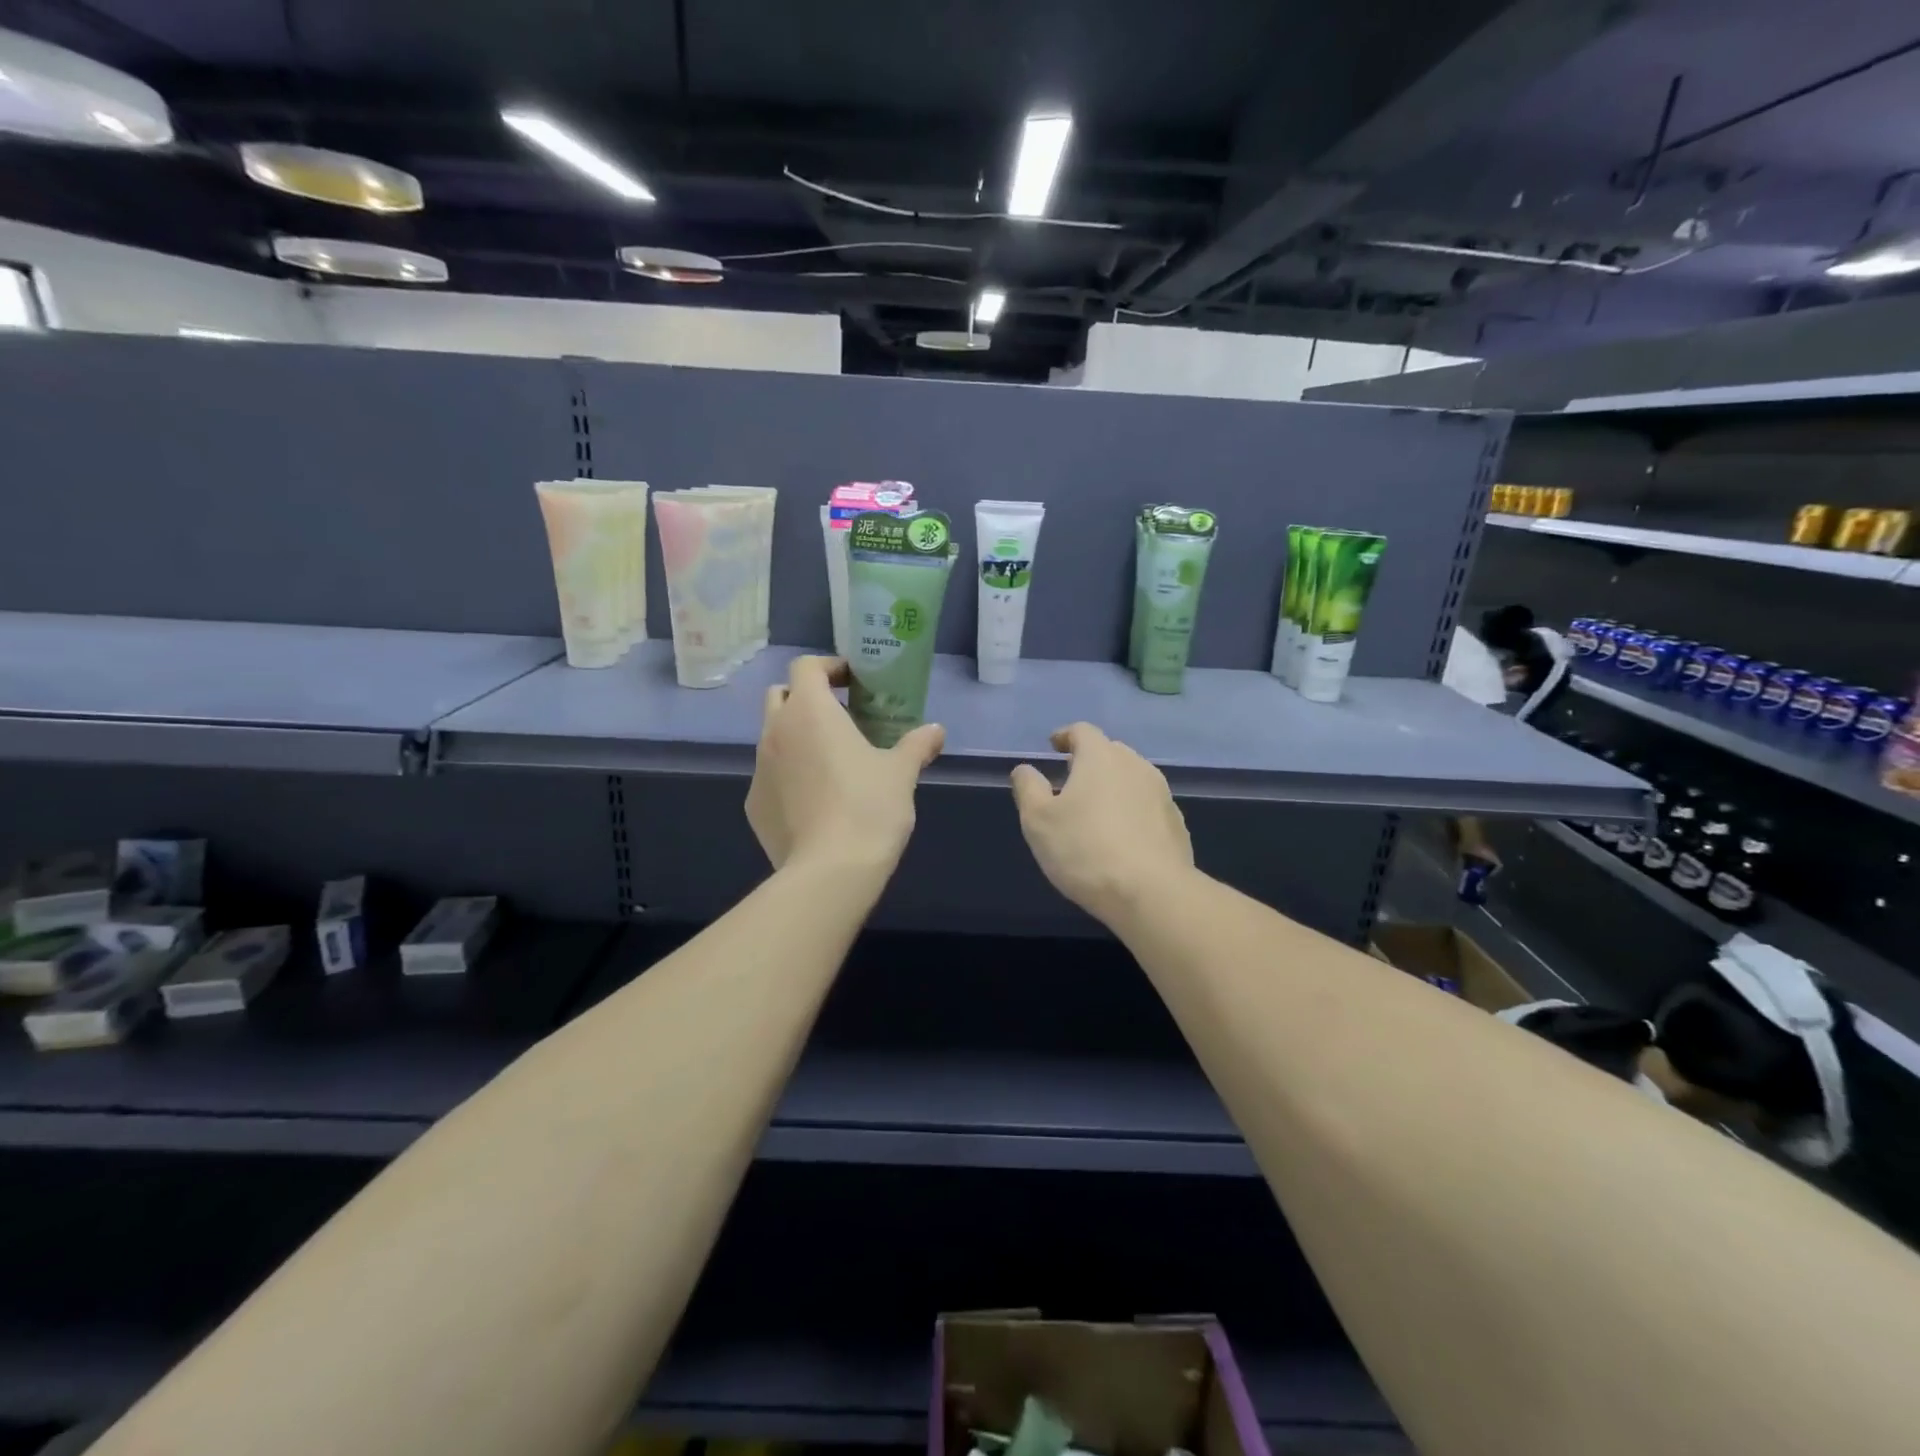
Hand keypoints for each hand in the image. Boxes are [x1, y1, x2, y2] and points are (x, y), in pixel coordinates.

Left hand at [745, 655, 944, 876]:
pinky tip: (816, 801)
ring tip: (831, 762)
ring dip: (797, 738)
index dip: (829, 667)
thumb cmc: (869, 807)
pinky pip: (770, 776)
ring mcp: (759, 769)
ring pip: (773, 737)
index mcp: (810, 711)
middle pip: (781, 696)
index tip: (853, 682)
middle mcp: (775, 732)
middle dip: (806, 698)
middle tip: (840, 717)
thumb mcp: (902, 772)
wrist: (829, 871)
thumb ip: (918, 744)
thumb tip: (936, 730)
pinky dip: (789, 776)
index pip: (806, 667)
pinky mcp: (753, 804)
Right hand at [1010, 722, 1193, 920]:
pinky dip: (1132, 812)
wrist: (1152, 893)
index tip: (1054, 746)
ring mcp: (1162, 794)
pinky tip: (1122, 838)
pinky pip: (1148, 807)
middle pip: (1110, 752)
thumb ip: (1028, 788)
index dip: (1065, 736)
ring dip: (1113, 787)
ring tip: (1096, 811)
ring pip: (1132, 779)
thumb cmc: (1085, 849)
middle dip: (1089, 762)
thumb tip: (1025, 769)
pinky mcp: (1176, 824)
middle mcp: (1136, 766)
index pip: (1082, 732)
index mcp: (1101, 757)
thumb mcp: (1038, 820)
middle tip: (1071, 782)